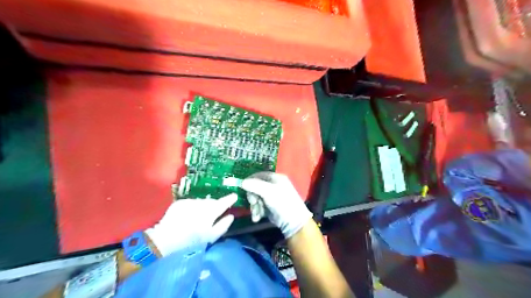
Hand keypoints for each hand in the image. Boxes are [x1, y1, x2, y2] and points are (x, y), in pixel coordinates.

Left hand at [145, 193, 235, 255]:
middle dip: (214, 205)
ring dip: (204, 206)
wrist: (164, 241)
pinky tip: (189, 217)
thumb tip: (231, 216)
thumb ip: (223, 225)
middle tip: (214, 213)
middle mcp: (201, 204)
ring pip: (201, 202)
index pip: (223, 202)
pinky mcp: (180, 202)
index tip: (235, 195)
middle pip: (212, 202)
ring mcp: (190, 202)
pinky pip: (191, 203)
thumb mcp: (211, 237)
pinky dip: (193, 208)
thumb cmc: (191, 242)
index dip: (230, 199)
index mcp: (210, 212)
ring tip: (200, 217)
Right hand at [241, 173, 311, 237]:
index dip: (250, 181)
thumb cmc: (282, 202)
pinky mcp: (270, 206)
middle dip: (253, 197)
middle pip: (256, 188)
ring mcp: (272, 196)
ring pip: (256, 198)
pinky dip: (257, 211)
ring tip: (256, 215)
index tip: (243, 188)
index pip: (259, 175)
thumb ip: (255, 185)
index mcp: (275, 178)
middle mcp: (273, 185)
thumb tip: (242, 182)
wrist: (293, 221)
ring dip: (254, 207)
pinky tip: (258, 218)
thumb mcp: (268, 192)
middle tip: (253, 203)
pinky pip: (259, 206)